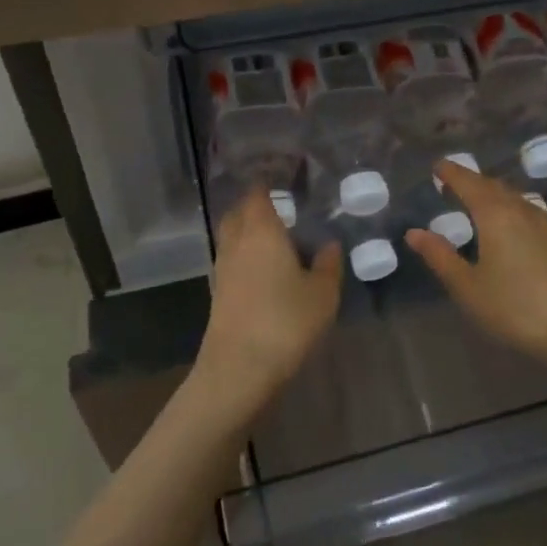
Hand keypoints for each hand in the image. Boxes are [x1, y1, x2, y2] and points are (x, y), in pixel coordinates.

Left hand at [198, 188, 342, 409]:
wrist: (238, 370)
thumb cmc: (285, 322)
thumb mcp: (322, 294)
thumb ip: (327, 264)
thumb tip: (328, 244)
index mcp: (262, 230)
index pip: (258, 193)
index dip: (267, 182)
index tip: (284, 175)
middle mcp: (237, 242)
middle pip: (239, 212)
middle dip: (255, 205)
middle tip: (281, 207)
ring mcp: (223, 268)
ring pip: (233, 236)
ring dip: (249, 231)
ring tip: (276, 237)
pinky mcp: (218, 292)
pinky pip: (232, 259)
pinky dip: (245, 255)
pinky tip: (266, 269)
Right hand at [405, 160, 546, 369]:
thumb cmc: (518, 308)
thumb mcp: (470, 288)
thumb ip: (441, 257)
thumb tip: (414, 232)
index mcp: (495, 215)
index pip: (469, 183)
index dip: (451, 173)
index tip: (436, 166)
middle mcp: (521, 210)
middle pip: (492, 185)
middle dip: (470, 181)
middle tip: (451, 183)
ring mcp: (545, 224)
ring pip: (512, 196)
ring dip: (491, 193)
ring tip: (475, 201)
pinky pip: (525, 210)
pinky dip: (508, 207)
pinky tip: (507, 225)